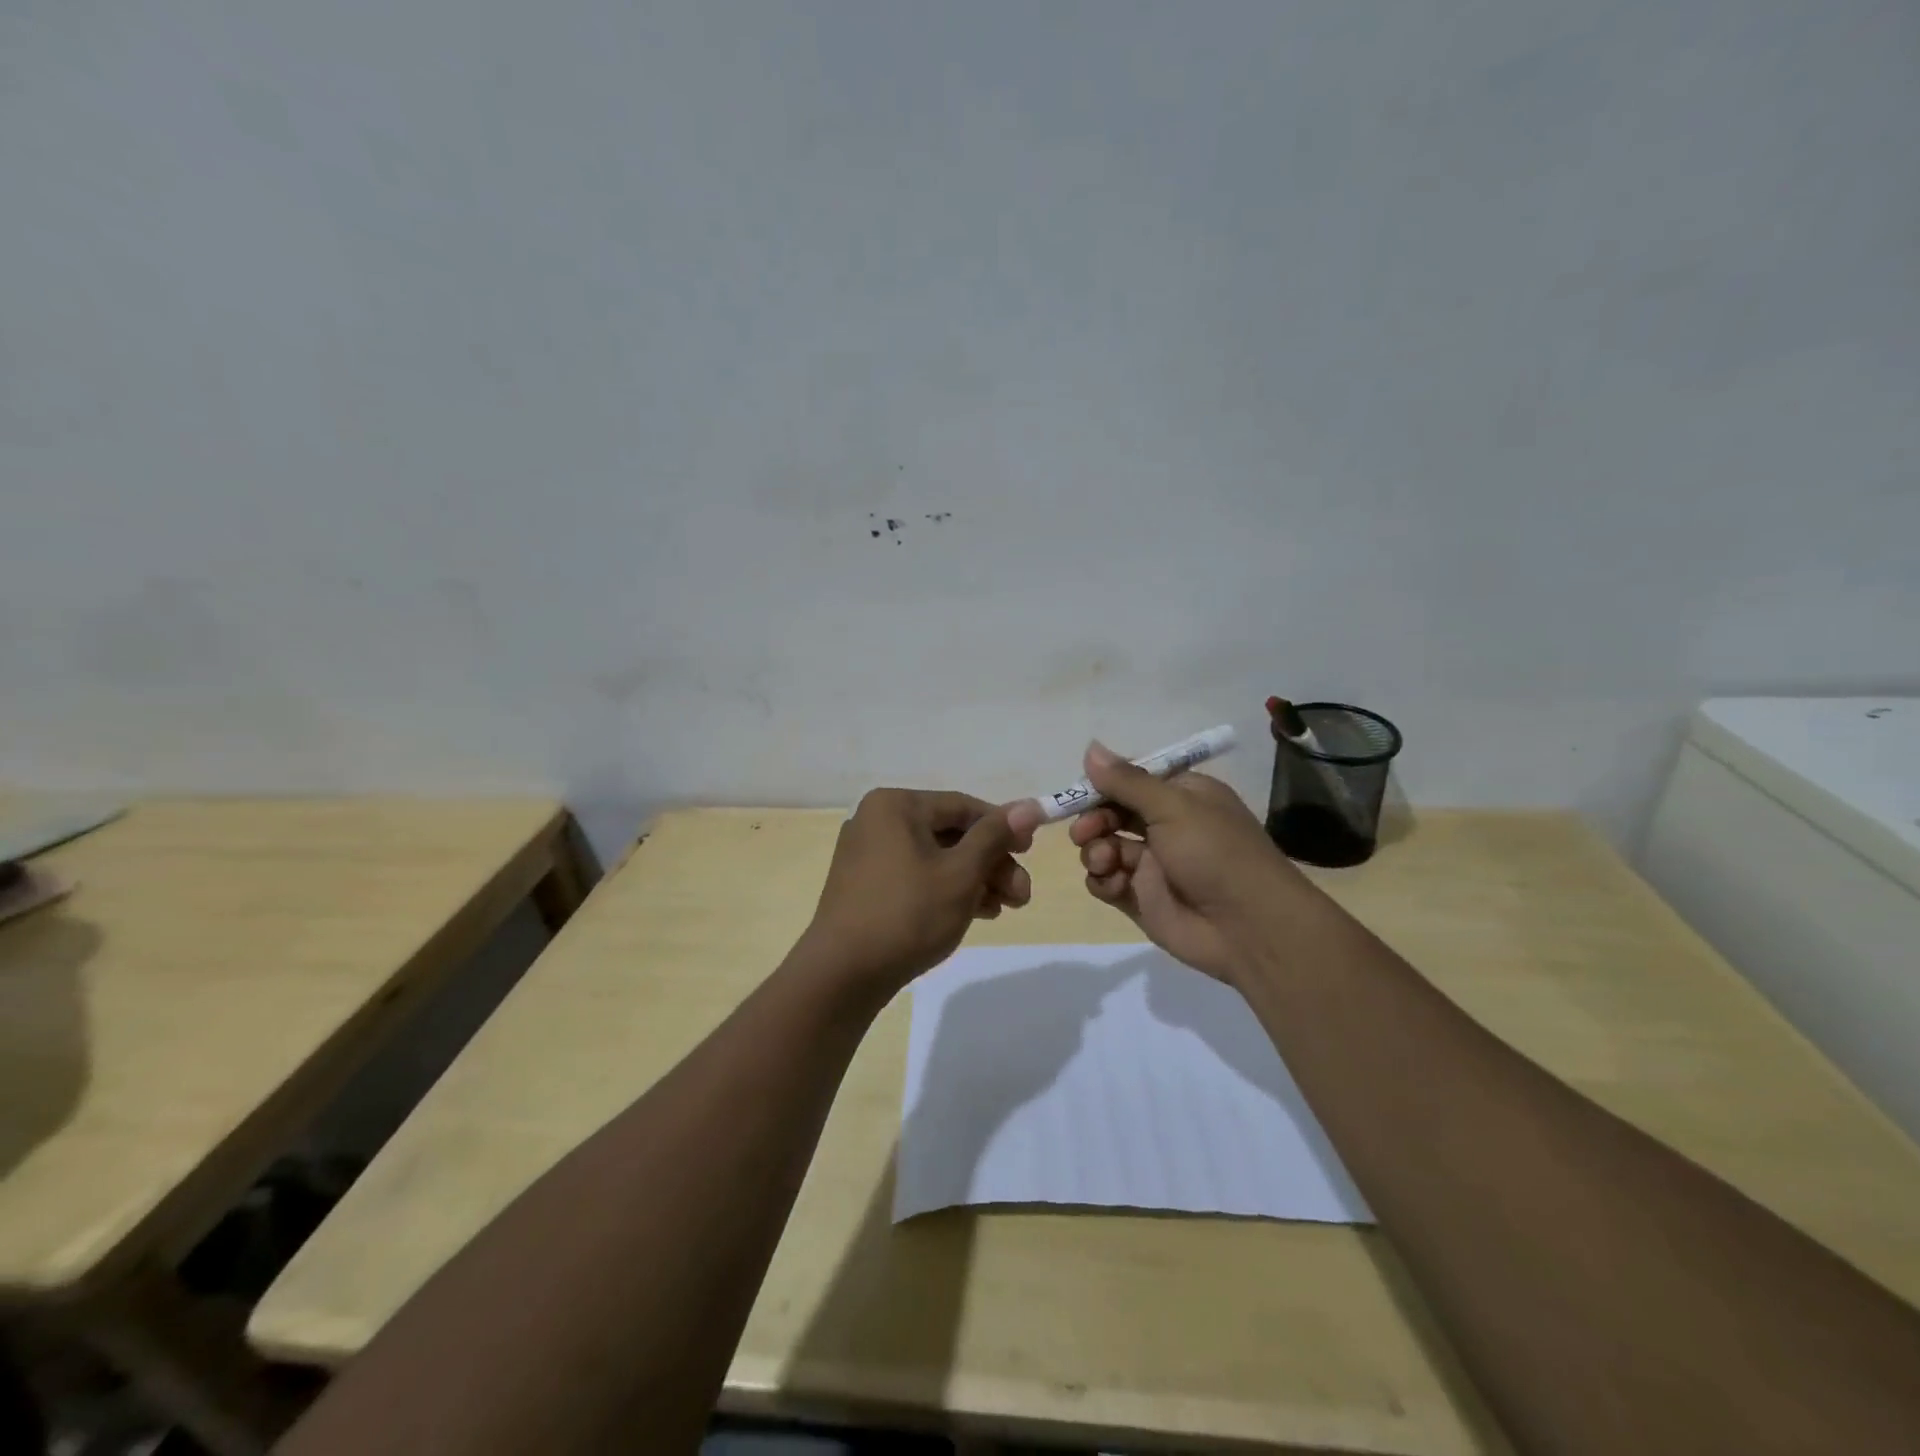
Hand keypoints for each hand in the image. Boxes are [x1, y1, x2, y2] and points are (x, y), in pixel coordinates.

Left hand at [804, 789, 1033, 993]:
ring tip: (1005, 908)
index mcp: (894, 806)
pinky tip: (977, 913)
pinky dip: (947, 890)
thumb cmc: (907, 914)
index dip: (1003, 826)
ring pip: (936, 858)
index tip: (1031, 852)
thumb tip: (1030, 806)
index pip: (962, 806)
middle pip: (950, 834)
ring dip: (975, 879)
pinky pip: (916, 877)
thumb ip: (995, 836)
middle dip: (991, 862)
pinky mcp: (866, 887)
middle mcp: (877, 821)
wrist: (842, 976)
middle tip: (1022, 895)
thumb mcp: (960, 873)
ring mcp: (868, 855)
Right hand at [1027, 742, 1302, 983]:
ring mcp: (1151, 864)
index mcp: (1181, 796)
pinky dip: (1102, 880)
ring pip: (1103, 846)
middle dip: (1093, 819)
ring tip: (1105, 861)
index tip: (1080, 791)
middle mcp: (1165, 826)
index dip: (1102, 784)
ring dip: (1095, 850)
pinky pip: (1106, 881)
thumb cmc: (1215, 853)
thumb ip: (1127, 782)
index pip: (1131, 780)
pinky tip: (1113, 885)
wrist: (1248, 928)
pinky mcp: (1140, 898)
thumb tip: (1090, 748)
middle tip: (1084, 832)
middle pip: (1111, 813)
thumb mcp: (1174, 806)